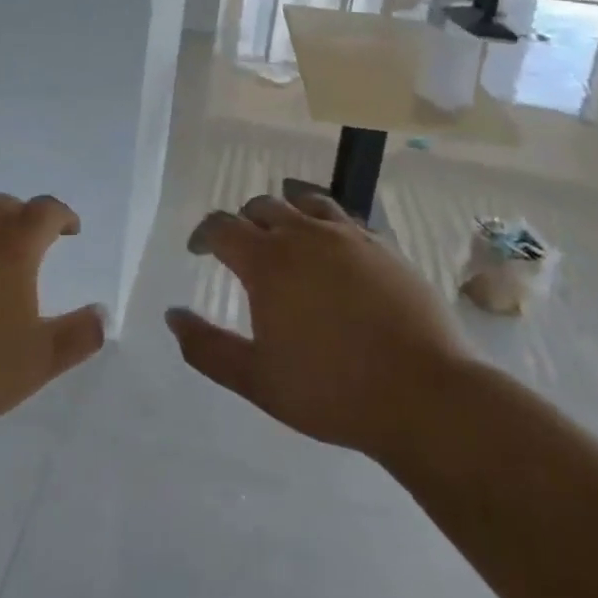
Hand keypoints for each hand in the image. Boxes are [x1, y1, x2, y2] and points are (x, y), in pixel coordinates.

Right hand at [168, 191, 472, 458]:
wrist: (425, 395)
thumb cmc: (331, 390)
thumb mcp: (256, 379)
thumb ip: (206, 347)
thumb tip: (173, 316)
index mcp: (268, 261)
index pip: (222, 226)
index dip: (204, 234)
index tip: (198, 250)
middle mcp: (304, 235)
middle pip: (262, 207)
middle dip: (242, 222)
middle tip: (240, 248)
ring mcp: (349, 236)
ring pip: (305, 203)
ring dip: (284, 212)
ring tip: (282, 232)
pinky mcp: (384, 246)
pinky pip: (344, 218)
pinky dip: (324, 223)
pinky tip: (331, 247)